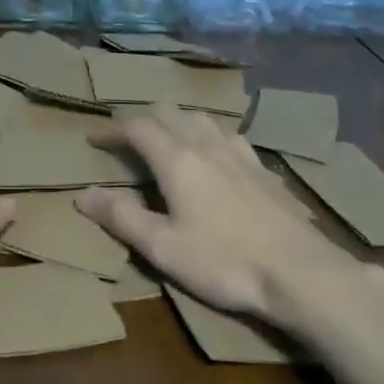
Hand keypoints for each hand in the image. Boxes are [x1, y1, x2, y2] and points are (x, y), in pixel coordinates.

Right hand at [77, 105, 364, 329]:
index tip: (93, 139)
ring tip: (167, 142)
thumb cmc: (224, 261)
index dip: (111, 129)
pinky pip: (228, 135)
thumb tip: (83, 195)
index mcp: (177, 159)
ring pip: (201, 118)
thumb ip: (122, 217)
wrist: (300, 271)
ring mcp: (239, 152)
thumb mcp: (163, 248)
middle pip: (168, 112)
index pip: (136, 126)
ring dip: (176, 122)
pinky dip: (207, 136)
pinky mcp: (263, 168)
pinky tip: (215, 157)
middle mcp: (206, 144)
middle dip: (142, 119)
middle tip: (126, 139)